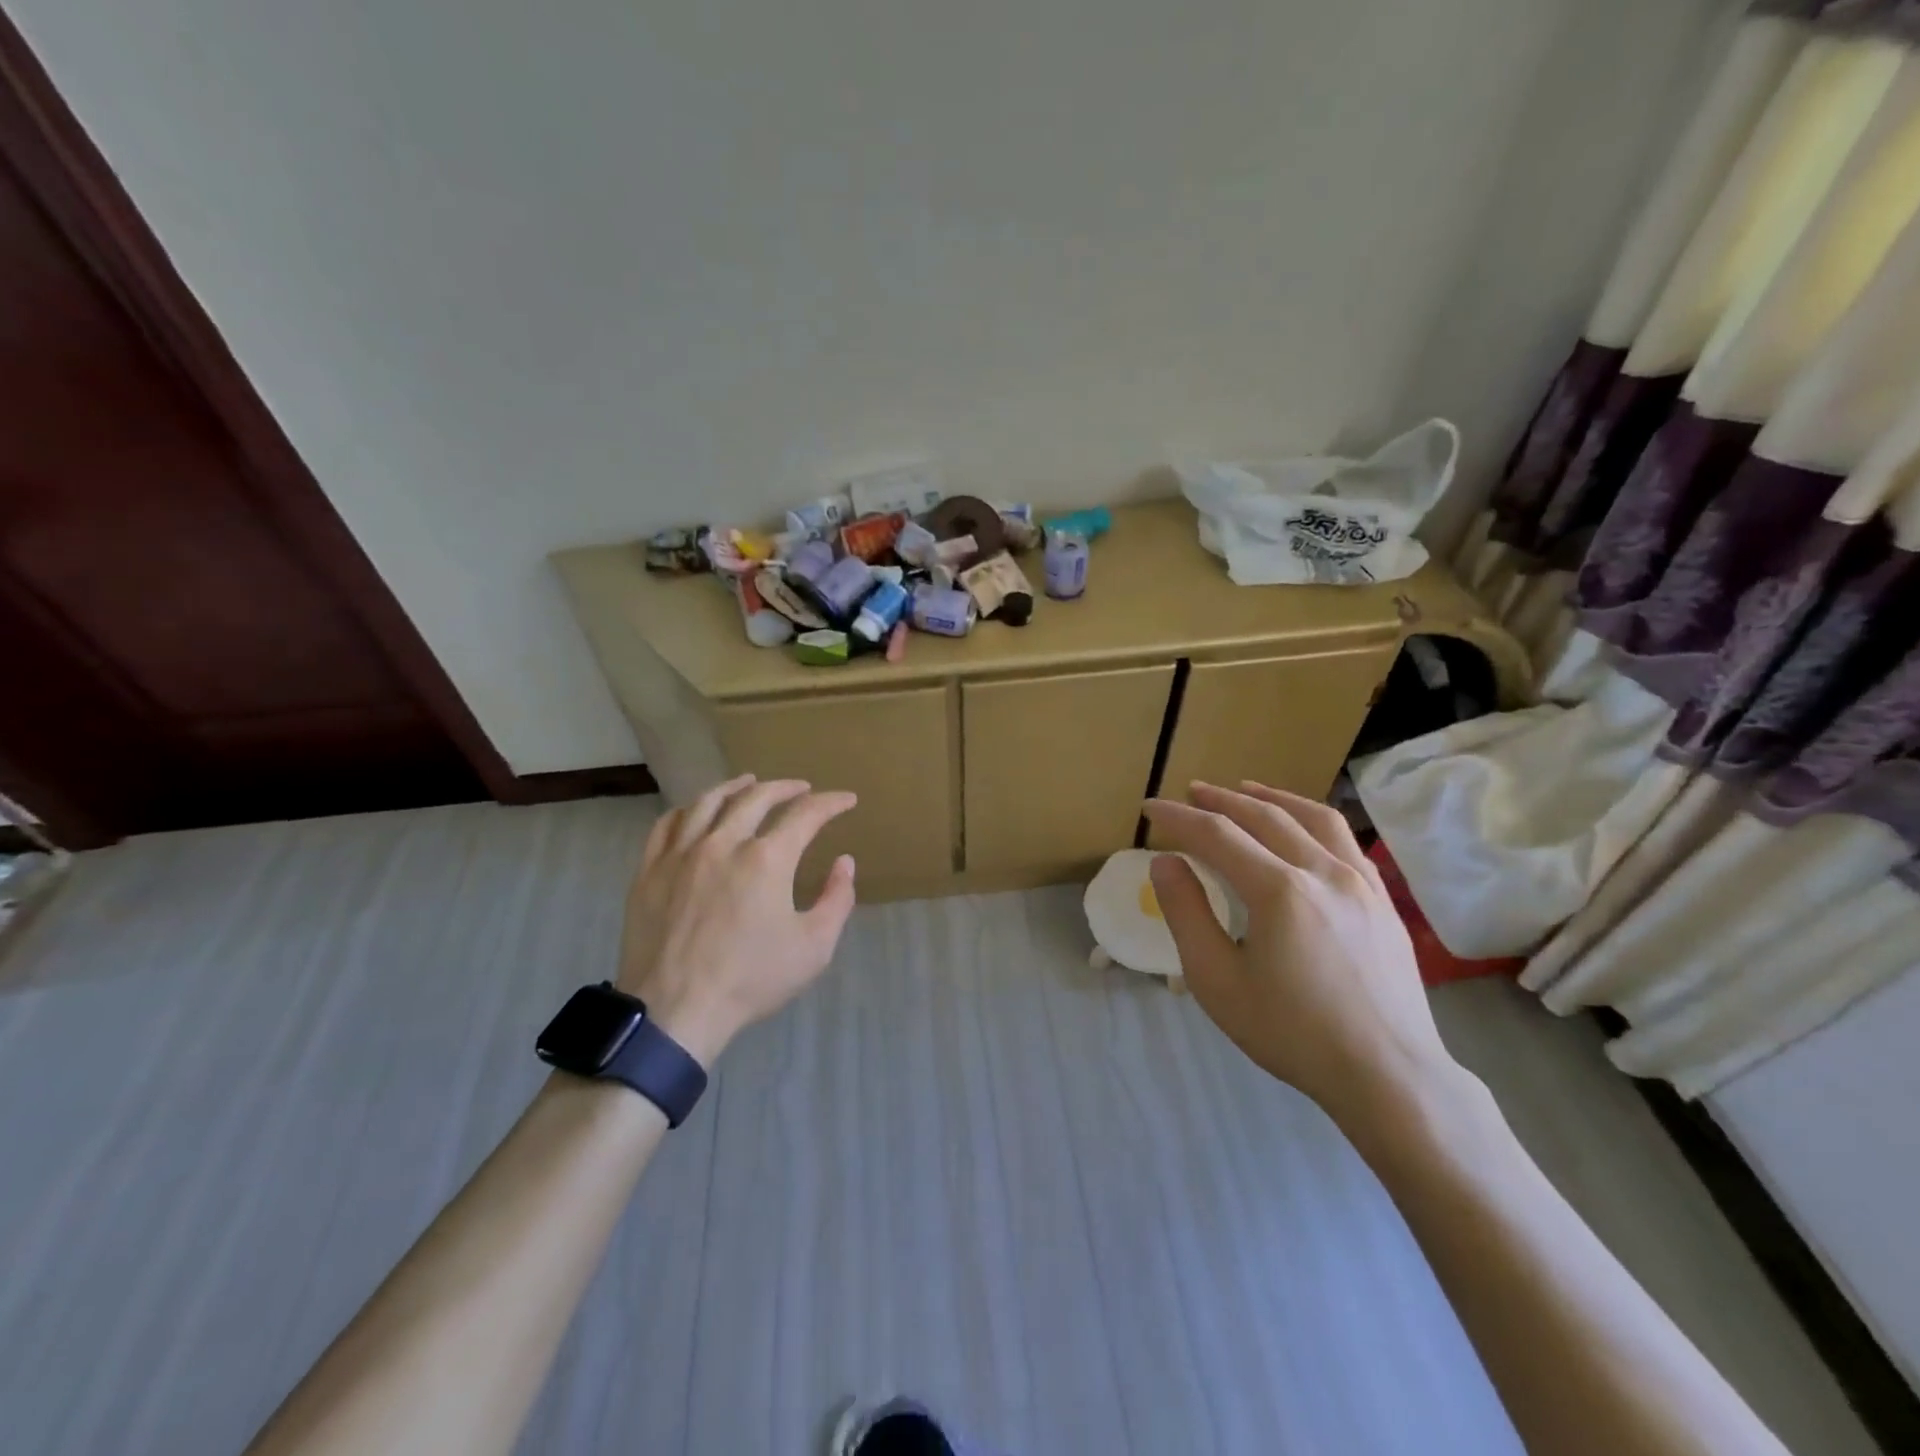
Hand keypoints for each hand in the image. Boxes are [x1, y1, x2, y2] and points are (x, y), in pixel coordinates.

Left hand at [617, 775, 858, 1067]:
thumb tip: (844, 862)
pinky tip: (696, 811)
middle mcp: (723, 843)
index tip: (846, 800)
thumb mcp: (814, 948)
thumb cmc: (750, 981)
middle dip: (786, 787)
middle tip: (802, 788)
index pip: (805, 815)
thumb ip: (837, 900)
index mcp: (767, 859)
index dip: (831, 803)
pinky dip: (688, 810)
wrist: (674, 1012)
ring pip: (708, 802)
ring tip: (750, 782)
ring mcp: (681, 854)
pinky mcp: (649, 871)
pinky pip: (667, 825)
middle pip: (757, 797)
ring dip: (736, 787)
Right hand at [1143, 780, 1460, 1123]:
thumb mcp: (1217, 980)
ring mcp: (1361, 882)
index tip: (1150, 808)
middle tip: (1190, 792)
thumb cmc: (1292, 1033)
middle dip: (1221, 800)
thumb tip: (1165, 862)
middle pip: (1264, 816)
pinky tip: (1302, 827)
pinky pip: (1345, 840)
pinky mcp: (1383, 900)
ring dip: (1271, 797)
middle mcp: (1323, 871)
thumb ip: (1187, 913)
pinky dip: (1312, 819)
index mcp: (1279, 890)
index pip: (1217, 835)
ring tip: (1245, 788)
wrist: (1389, 1076)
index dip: (1179, 817)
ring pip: (1312, 818)